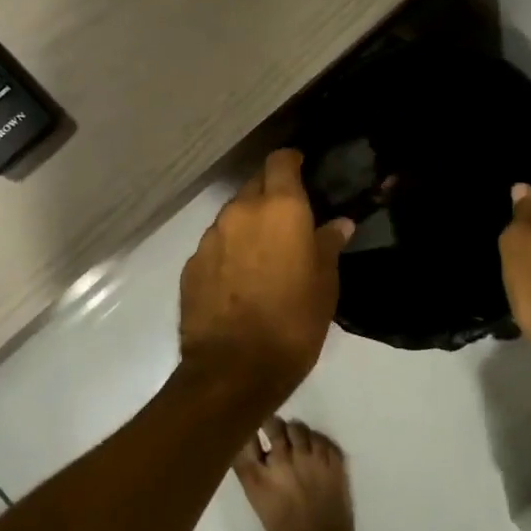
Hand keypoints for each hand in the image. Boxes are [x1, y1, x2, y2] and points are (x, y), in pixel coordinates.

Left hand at [179, 150, 352, 404]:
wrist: (234, 369)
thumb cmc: (293, 322)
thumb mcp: (325, 284)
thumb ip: (328, 245)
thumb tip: (339, 223)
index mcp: (280, 209)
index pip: (281, 161)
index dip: (291, 162)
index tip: (302, 170)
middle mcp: (240, 212)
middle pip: (254, 186)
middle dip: (270, 195)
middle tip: (288, 220)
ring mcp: (210, 237)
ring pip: (232, 216)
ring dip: (248, 225)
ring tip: (262, 254)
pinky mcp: (191, 264)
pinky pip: (215, 245)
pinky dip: (228, 251)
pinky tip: (239, 279)